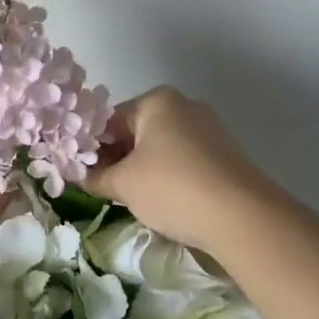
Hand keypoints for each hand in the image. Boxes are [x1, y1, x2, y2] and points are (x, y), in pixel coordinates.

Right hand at [85, 87, 275, 254]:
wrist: (242, 217)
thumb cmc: (172, 188)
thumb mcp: (123, 184)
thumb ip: (95, 176)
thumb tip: (77, 175)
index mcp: (156, 101)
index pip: (109, 120)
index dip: (92, 149)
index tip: (83, 175)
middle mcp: (184, 105)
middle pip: (136, 131)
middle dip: (118, 159)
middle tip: (104, 189)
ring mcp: (208, 128)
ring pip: (160, 147)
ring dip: (141, 170)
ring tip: (132, 199)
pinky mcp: (224, 154)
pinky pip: (183, 160)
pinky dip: (168, 176)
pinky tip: (163, 201)